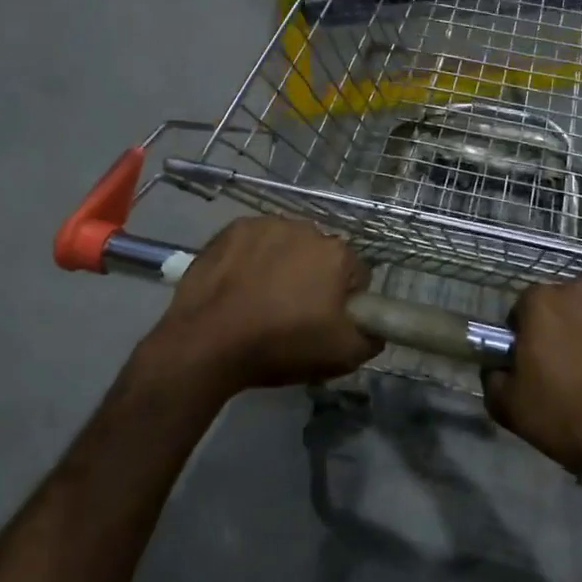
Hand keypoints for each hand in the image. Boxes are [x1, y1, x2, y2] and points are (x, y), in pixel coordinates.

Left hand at [146, 218, 377, 396]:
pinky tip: (238, 286)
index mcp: (337, 254)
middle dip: (313, 278)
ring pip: (286, 245)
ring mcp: (265, 225)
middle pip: (320, 256)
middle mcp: (306, 228)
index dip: (345, 302)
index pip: (355, 275)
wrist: (207, 342)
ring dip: (281, 265)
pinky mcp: (231, 229)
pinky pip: (253, 243)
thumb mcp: (341, 356)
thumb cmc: (280, 346)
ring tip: (260, 300)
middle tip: (292, 314)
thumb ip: (372, 336)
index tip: (326, 322)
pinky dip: (250, 259)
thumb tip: (375, 325)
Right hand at [484, 280, 581, 482]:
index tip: (537, 367)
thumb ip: (493, 382)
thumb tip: (496, 369)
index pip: (523, 311)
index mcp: (541, 303)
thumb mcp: (515, 412)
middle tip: (576, 372)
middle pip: (564, 306)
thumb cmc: (577, 420)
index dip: (527, 339)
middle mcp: (581, 287)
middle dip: (565, 331)